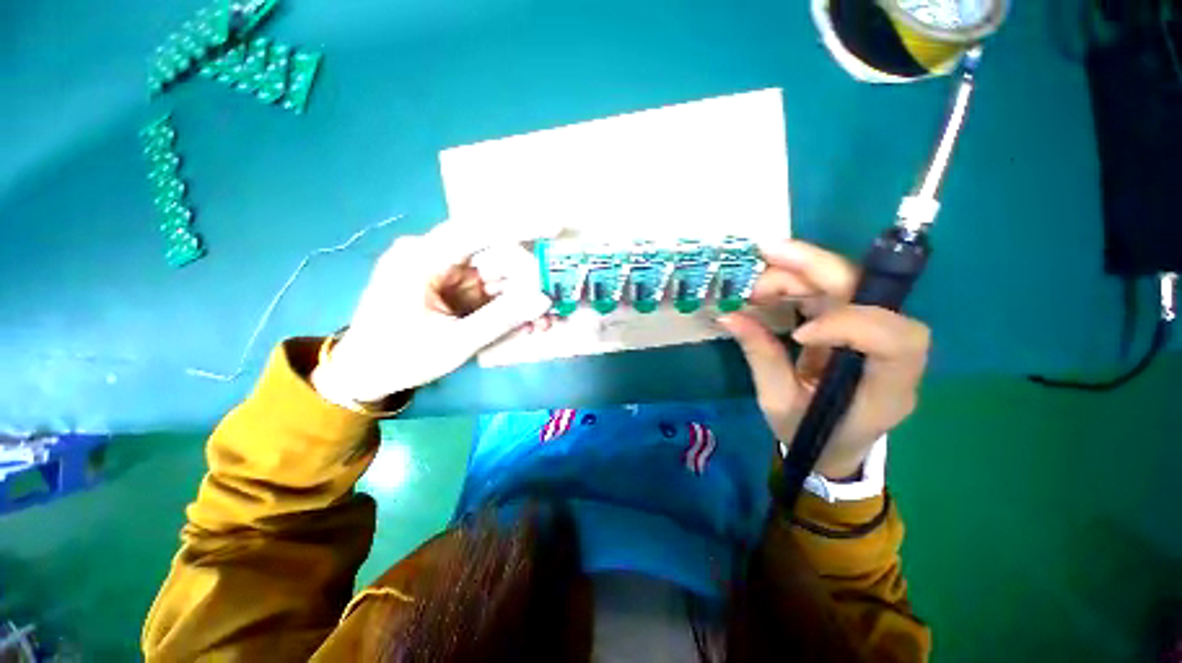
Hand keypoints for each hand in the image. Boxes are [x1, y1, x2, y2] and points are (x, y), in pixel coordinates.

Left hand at [311, 222, 551, 407]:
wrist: (365, 374)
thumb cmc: (400, 358)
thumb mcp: (454, 343)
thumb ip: (501, 320)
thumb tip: (544, 300)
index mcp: (422, 259)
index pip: (477, 230)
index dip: (520, 225)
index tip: (556, 227)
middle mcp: (435, 256)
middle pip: (495, 257)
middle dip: (529, 281)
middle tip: (554, 303)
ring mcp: (445, 273)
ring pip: (498, 276)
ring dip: (523, 298)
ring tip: (545, 323)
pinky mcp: (453, 289)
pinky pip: (490, 292)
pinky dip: (510, 307)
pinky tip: (526, 325)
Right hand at [718, 241, 929, 479]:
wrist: (833, 447)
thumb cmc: (811, 434)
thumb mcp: (779, 403)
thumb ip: (760, 357)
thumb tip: (729, 316)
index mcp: (886, 389)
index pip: (895, 340)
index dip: (850, 324)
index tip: (799, 335)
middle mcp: (890, 353)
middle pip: (869, 294)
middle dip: (816, 269)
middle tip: (765, 258)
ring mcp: (871, 332)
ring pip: (846, 284)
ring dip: (798, 272)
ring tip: (754, 280)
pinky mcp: (850, 324)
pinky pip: (828, 292)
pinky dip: (796, 281)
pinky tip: (767, 284)